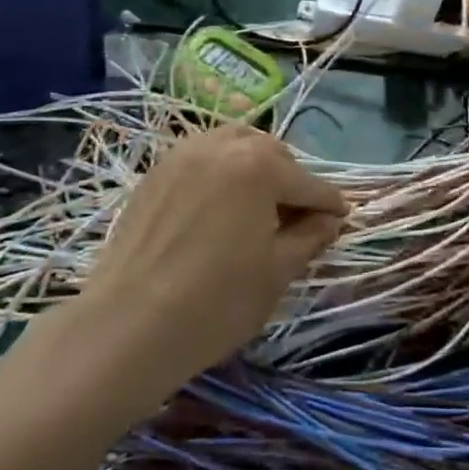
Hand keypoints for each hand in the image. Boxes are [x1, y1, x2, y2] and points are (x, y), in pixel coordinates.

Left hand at [79, 125, 346, 394]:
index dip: (329, 206)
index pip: (309, 183)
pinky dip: (220, 172)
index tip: (340, 220)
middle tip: (295, 219)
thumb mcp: (277, 272)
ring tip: (256, 206)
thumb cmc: (216, 302)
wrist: (128, 324)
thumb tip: (329, 219)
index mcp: (259, 165)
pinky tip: (217, 206)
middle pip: (272, 154)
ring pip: (234, 147)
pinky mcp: (157, 170)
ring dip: (254, 168)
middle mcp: (223, 145)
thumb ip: (310, 236)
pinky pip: (202, 158)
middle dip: (290, 181)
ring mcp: (184, 153)